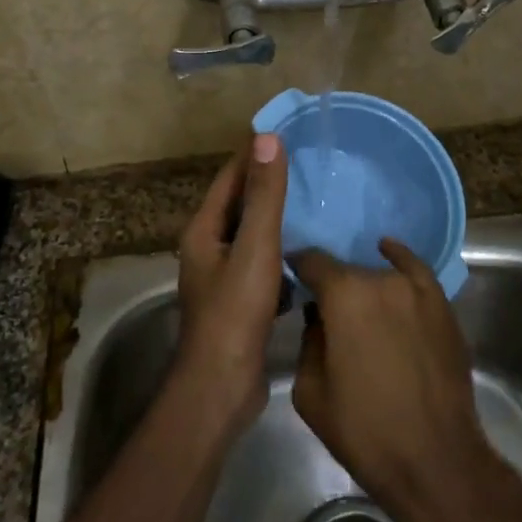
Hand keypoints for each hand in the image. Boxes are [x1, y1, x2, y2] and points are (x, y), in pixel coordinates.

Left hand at [173, 133, 288, 429]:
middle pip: (240, 206)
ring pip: (253, 238)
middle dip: (269, 186)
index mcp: (204, 231)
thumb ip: (264, 196)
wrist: (222, 387)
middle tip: (310, 168)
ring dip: (279, 222)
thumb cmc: (235, 312)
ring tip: (317, 206)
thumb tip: (267, 139)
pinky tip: (309, 256)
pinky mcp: (240, 303)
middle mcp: (208, 249)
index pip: (229, 178)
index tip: (286, 134)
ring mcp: (223, 278)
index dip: (253, 155)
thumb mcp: (254, 248)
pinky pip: (264, 267)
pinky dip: (283, 256)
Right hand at [292, 240, 502, 521]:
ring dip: (365, 288)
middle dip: (332, 288)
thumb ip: (308, 341)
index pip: (311, 261)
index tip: (291, 280)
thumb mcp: (310, 392)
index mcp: (343, 296)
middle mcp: (380, 280)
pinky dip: (399, 259)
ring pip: (379, 275)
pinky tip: (388, 253)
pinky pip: (415, 270)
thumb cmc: (364, 430)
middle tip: (326, 313)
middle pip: (346, 271)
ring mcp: (417, 290)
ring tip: (359, 310)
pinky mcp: (442, 305)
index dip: (297, 267)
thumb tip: (318, 318)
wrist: (435, 460)